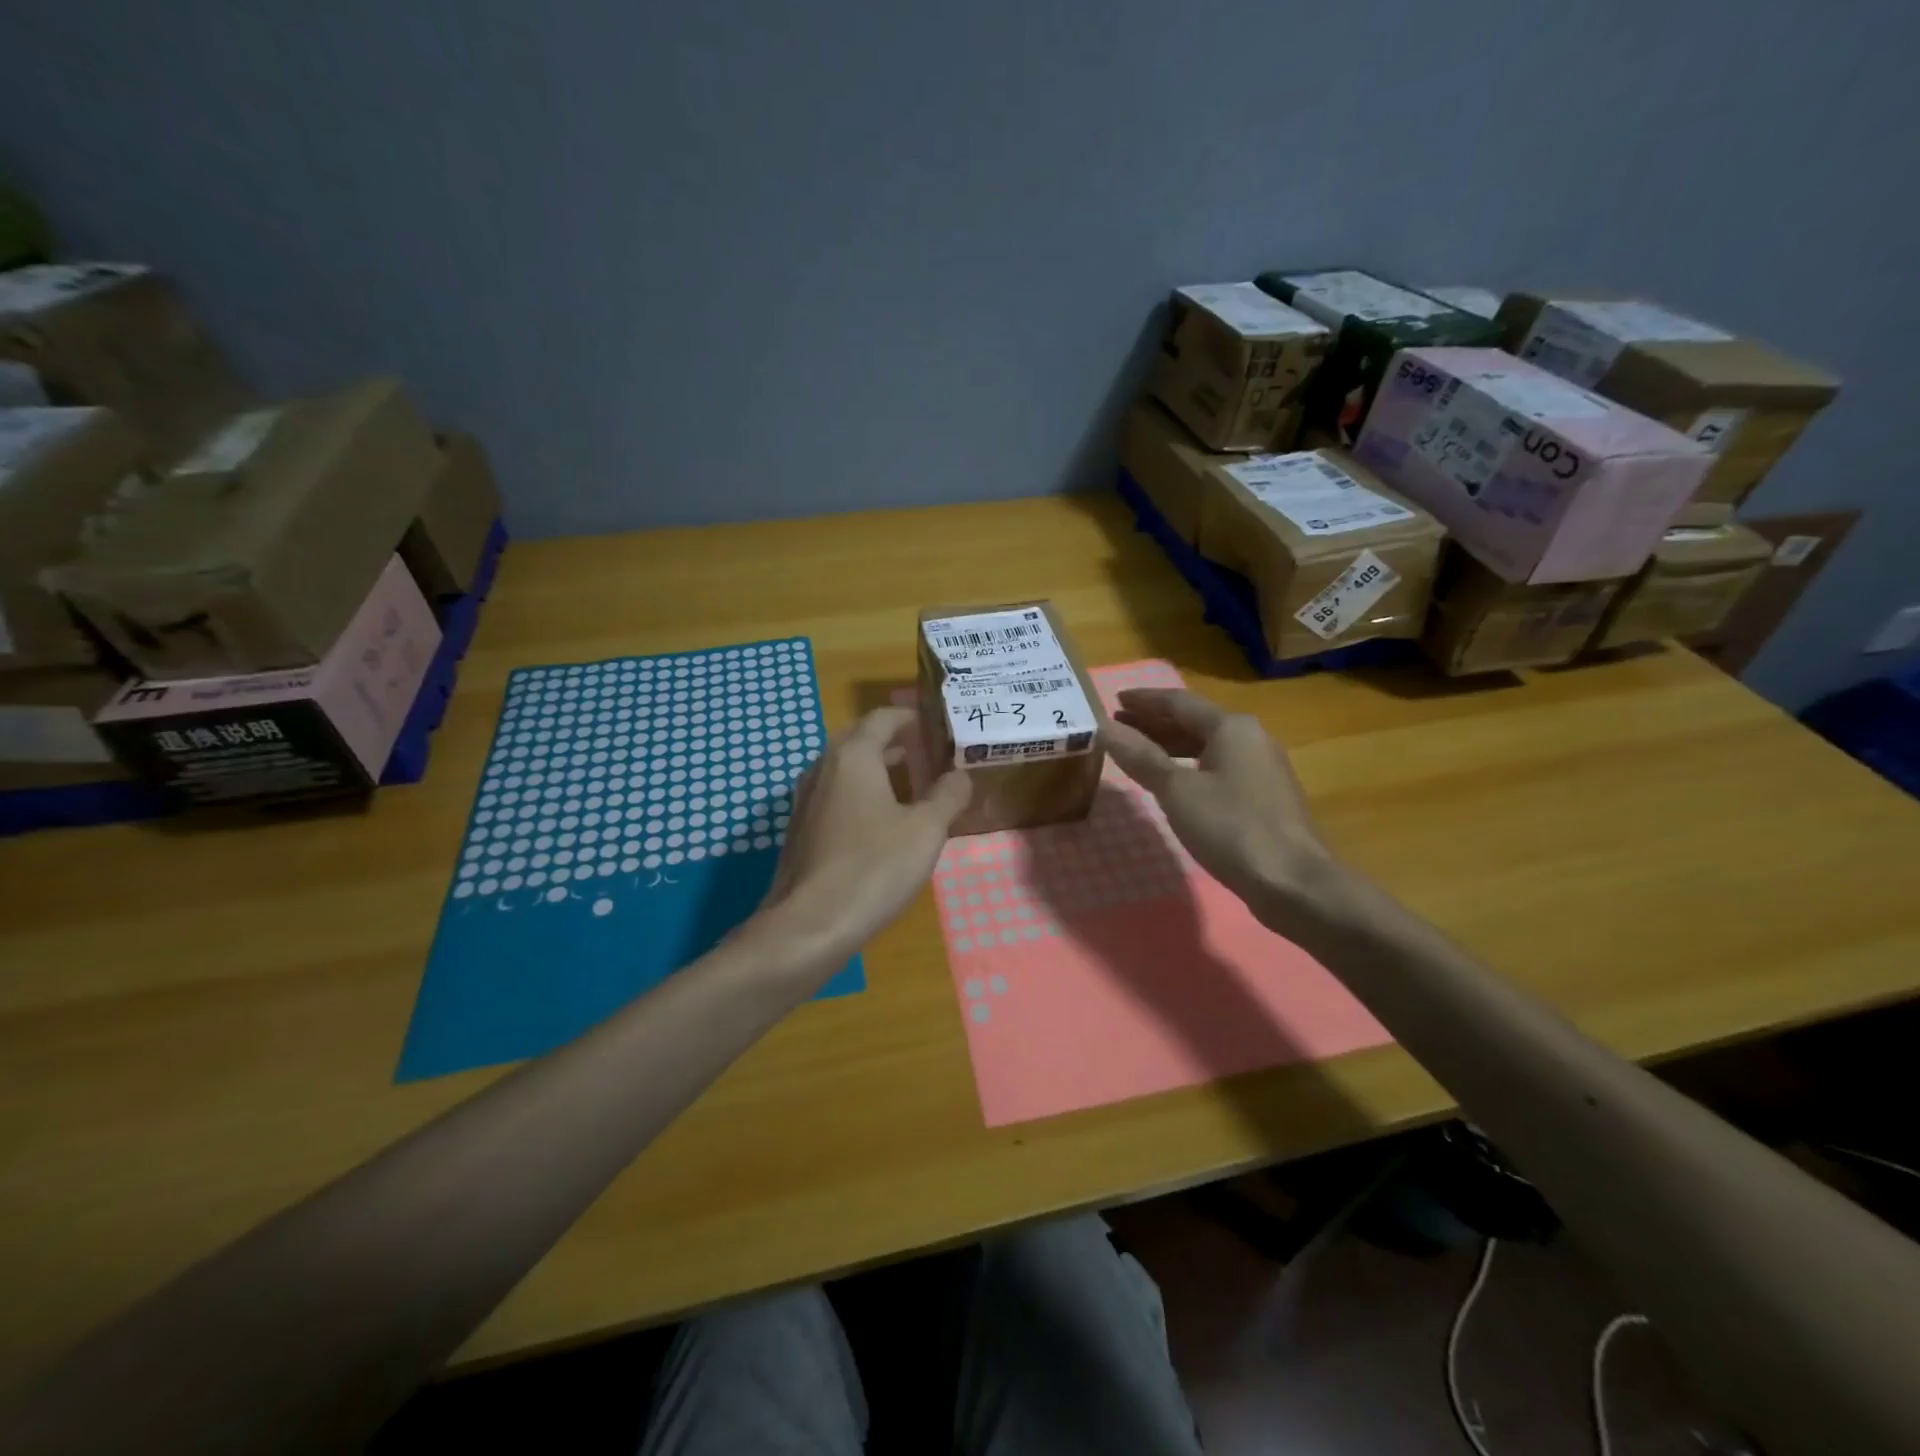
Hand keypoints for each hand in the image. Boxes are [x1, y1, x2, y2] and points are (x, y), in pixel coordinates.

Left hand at [755, 706, 970, 969]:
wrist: (809, 925)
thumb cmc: (873, 868)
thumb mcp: (925, 831)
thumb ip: (947, 796)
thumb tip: (960, 775)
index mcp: (854, 756)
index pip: (883, 718)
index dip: (911, 717)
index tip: (936, 726)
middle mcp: (824, 768)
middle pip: (860, 739)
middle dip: (894, 741)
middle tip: (928, 753)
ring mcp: (806, 799)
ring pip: (845, 768)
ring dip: (876, 768)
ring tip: (911, 784)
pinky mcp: (800, 829)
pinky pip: (834, 794)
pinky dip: (859, 793)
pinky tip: (880, 821)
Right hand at [1105, 689, 1342, 911]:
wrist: (1293, 882)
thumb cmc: (1231, 827)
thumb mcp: (1177, 791)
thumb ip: (1141, 757)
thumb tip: (1105, 728)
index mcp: (1231, 727)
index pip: (1179, 702)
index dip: (1144, 701)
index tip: (1114, 700)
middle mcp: (1251, 738)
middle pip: (1195, 722)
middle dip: (1155, 723)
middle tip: (1120, 726)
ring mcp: (1262, 768)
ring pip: (1208, 746)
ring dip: (1172, 746)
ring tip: (1139, 753)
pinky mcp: (1265, 797)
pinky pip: (1219, 768)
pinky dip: (1190, 767)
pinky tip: (1174, 783)